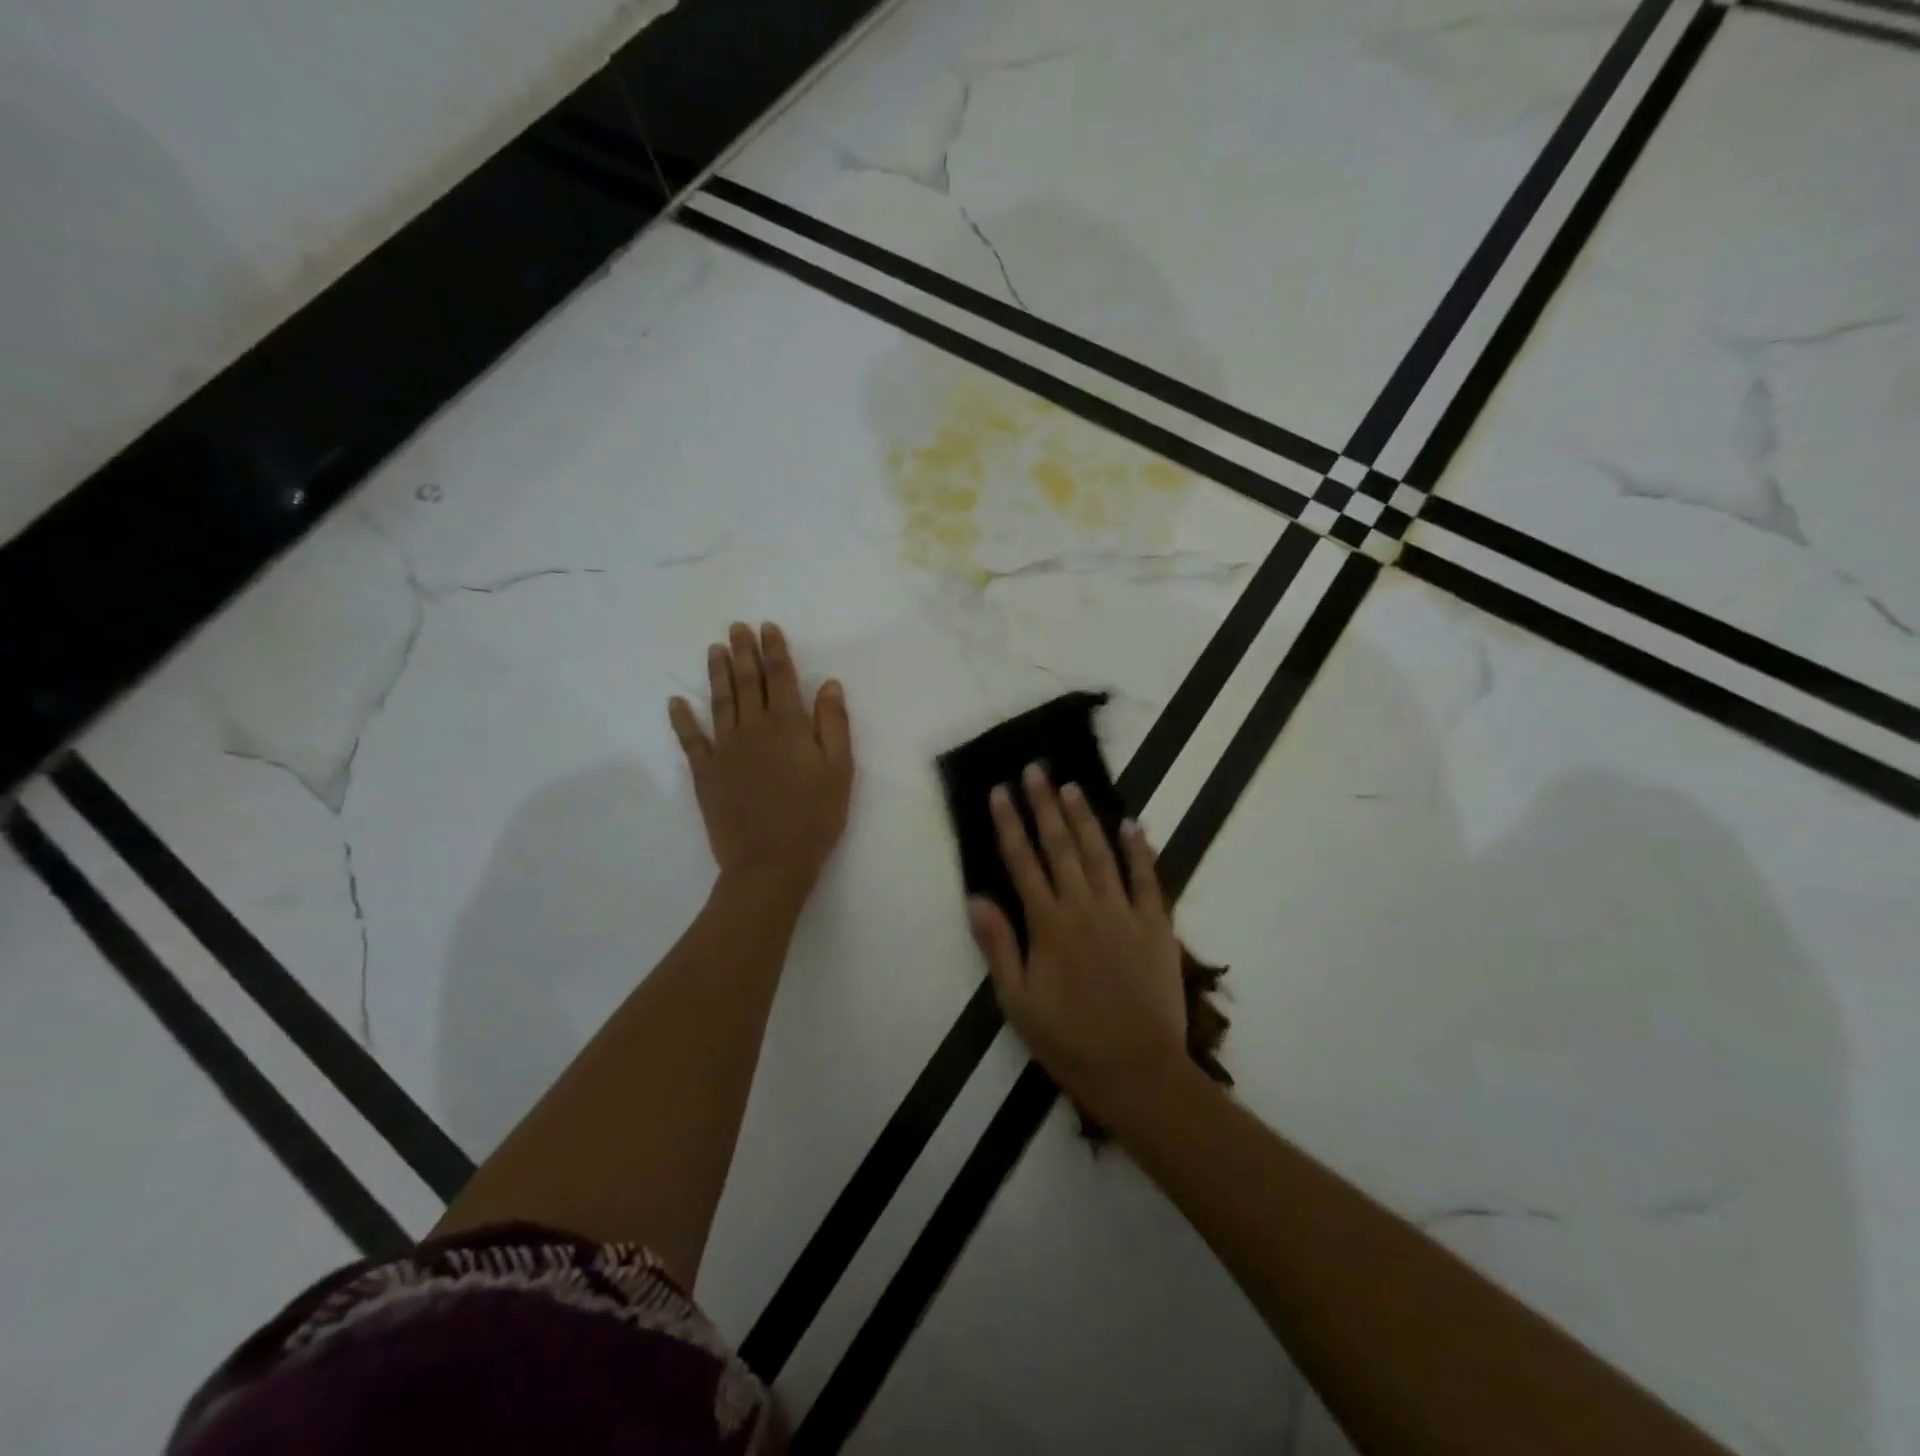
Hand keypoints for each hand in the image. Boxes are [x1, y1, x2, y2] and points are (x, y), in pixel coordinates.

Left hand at [669, 622, 853, 904]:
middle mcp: (753, 728)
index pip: (781, 677)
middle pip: (748, 682)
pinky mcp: (706, 773)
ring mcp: (725, 749)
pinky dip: (682, 719)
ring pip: (720, 701)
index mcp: (789, 726)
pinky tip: (676, 701)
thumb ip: (833, 724)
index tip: (767, 628)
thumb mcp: (839, 770)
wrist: (770, 863)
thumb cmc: (814, 817)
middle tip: (736, 627)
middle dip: (743, 652)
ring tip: (714, 649)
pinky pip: (691, 740)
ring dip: (717, 673)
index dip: (774, 651)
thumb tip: (828, 683)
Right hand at [968, 764, 1187, 1120]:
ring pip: (1100, 853)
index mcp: (1048, 925)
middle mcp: (1084, 907)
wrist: (1138, 1071)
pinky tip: (1131, 824)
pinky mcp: (1156, 925)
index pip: (1023, 862)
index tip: (1000, 791)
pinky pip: (1146, 879)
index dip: (1009, 824)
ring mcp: (1124, 913)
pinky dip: (1139, 850)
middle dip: (1044, 805)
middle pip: (1060, 846)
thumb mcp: (1018, 1002)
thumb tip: (976, 897)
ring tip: (1070, 786)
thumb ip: (998, 946)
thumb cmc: (1069, 1041)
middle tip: (1035, 770)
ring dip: (1084, 817)